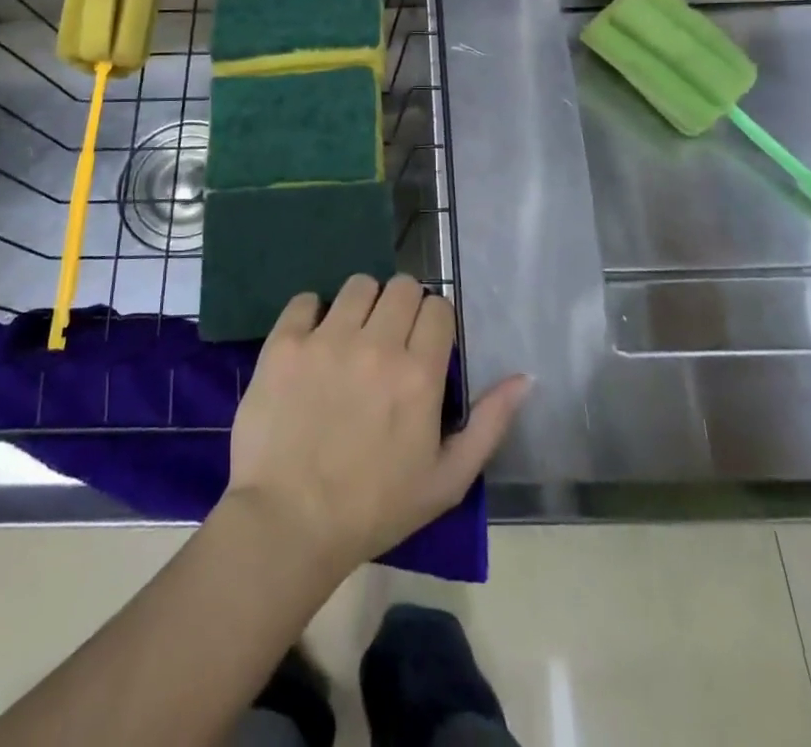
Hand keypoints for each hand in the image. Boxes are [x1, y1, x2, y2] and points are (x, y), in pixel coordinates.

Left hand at [225, 275, 530, 573]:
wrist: (288, 524)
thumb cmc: (374, 508)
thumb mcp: (447, 480)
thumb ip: (490, 423)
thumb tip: (525, 377)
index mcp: (419, 374)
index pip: (438, 308)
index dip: (435, 322)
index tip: (424, 344)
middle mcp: (377, 345)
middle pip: (402, 286)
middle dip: (403, 306)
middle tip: (390, 338)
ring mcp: (327, 339)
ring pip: (358, 285)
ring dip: (362, 304)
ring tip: (352, 337)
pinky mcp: (285, 343)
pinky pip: (306, 300)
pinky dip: (313, 314)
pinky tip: (312, 343)